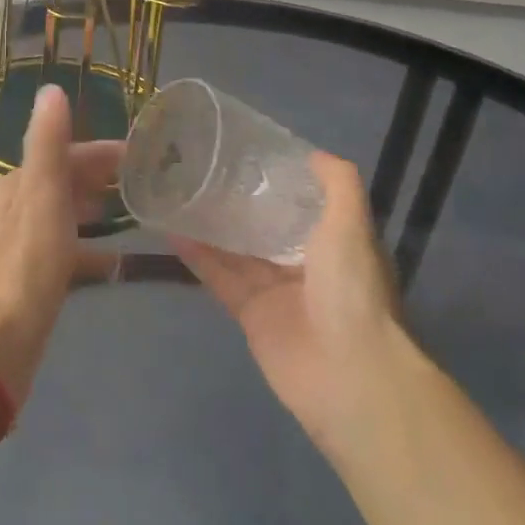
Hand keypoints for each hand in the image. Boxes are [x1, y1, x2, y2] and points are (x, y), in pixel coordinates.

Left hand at [0, 86, 122, 406]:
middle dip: (102, 179)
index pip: (65, 154)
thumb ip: (46, 145)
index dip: (104, 152)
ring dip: (96, 212)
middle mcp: (14, 211)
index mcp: (16, 187)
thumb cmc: (21, 273)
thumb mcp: (40, 201)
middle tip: (151, 183)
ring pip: (65, 217)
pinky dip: (89, 251)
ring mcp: (20, 249)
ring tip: (138, 216)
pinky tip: (115, 264)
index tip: (147, 154)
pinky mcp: (28, 283)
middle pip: (64, 183)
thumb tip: (51, 88)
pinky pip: (66, 253)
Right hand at [172, 152, 402, 451]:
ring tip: (178, 193)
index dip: (280, 181)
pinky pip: (220, 278)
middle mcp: (307, 264)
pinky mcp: (250, 314)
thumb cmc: (352, 289)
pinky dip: (198, 256)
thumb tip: (311, 153)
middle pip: (266, 226)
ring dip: (212, 226)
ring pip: (238, 250)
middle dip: (240, 202)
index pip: (304, 204)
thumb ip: (337, 184)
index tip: (248, 154)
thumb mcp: (351, 224)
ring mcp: (276, 291)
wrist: (347, 372)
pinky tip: (172, 231)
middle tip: (203, 168)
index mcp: (335, 242)